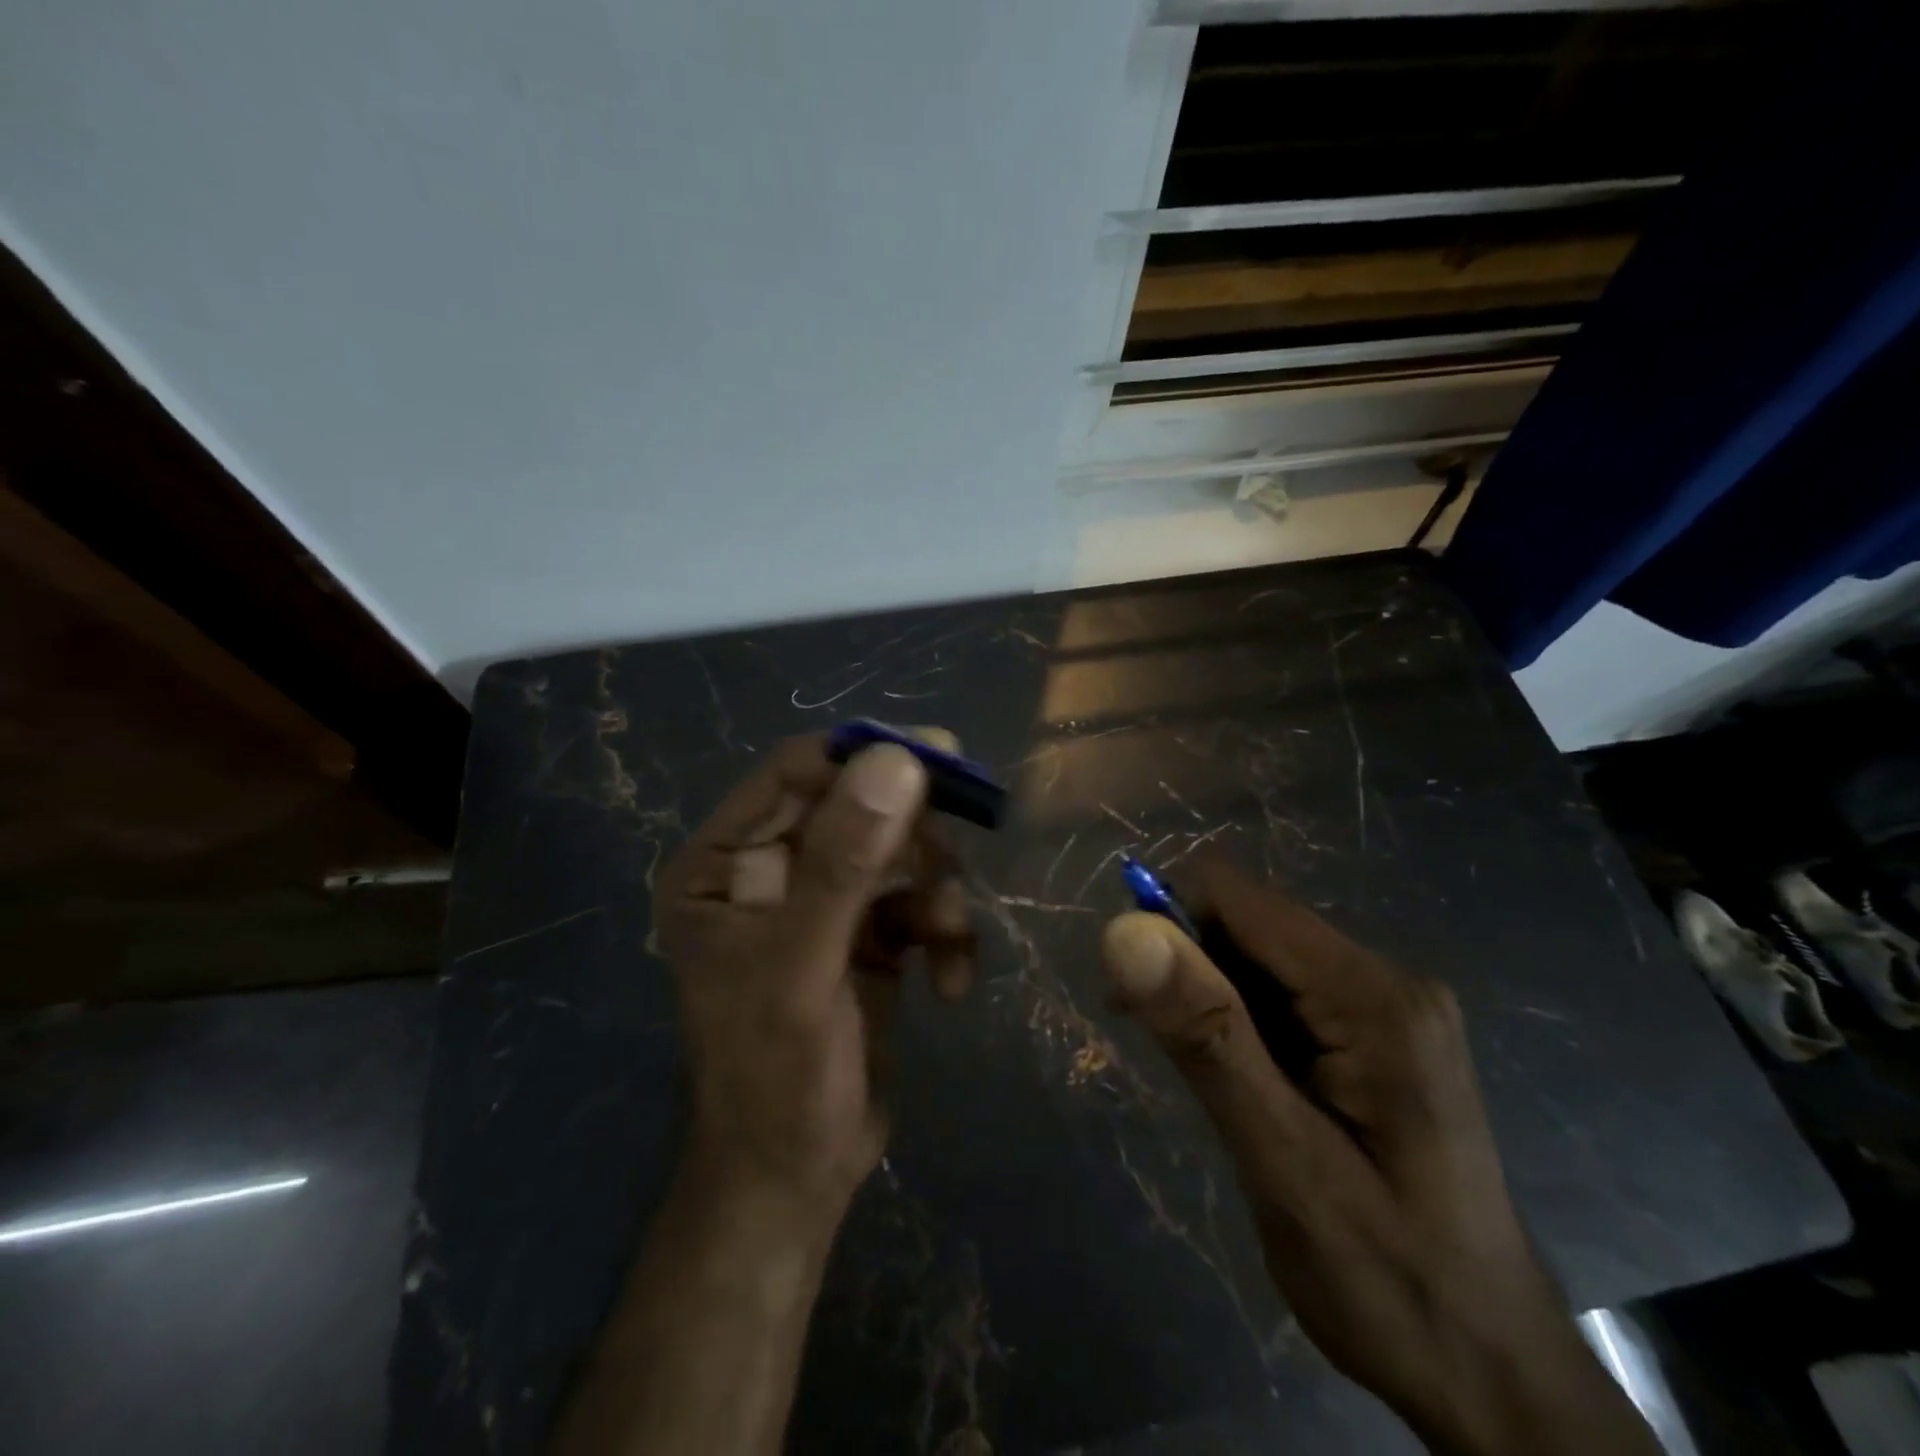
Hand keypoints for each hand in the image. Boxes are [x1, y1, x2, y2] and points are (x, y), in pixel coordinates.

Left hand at [654, 732, 975, 1221]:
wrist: (797, 1180)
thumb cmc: (776, 1080)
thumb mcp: (805, 967)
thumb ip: (846, 864)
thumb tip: (899, 760)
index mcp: (725, 862)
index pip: (796, 772)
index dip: (864, 756)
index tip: (939, 756)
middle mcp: (770, 870)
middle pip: (858, 806)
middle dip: (914, 834)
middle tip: (957, 854)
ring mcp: (821, 901)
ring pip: (898, 852)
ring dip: (935, 893)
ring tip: (948, 942)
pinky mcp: (864, 934)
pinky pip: (916, 902)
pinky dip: (943, 933)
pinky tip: (951, 984)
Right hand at [1100, 857, 1656, 1455]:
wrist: (1495, 1377)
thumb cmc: (1389, 1282)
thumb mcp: (1282, 1161)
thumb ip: (1206, 1036)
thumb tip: (1124, 929)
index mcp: (1372, 997)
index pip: (1240, 899)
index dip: (1169, 920)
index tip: (1127, 986)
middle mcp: (1385, 981)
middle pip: (1250, 924)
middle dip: (1187, 964)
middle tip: (1155, 1043)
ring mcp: (1385, 1009)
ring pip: (1260, 959)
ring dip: (1208, 996)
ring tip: (1195, 1074)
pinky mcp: (1375, 1037)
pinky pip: (1283, 996)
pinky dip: (1237, 1020)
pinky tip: (1233, 1077)